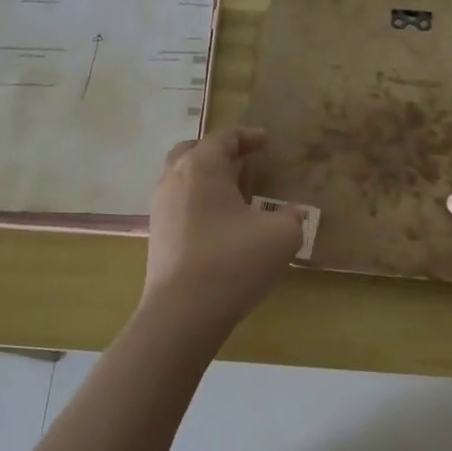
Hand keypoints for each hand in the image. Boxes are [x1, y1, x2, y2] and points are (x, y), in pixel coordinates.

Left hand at [140, 127, 306, 337]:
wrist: (182, 313)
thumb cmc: (233, 262)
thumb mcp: (280, 236)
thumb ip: (291, 217)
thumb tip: (293, 212)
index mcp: (201, 166)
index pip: (224, 137)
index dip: (248, 136)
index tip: (266, 142)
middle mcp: (174, 179)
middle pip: (193, 151)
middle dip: (219, 152)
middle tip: (244, 162)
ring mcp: (161, 207)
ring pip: (182, 178)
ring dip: (208, 178)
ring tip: (235, 194)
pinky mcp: (158, 235)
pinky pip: (179, 203)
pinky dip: (199, 201)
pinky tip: (220, 223)